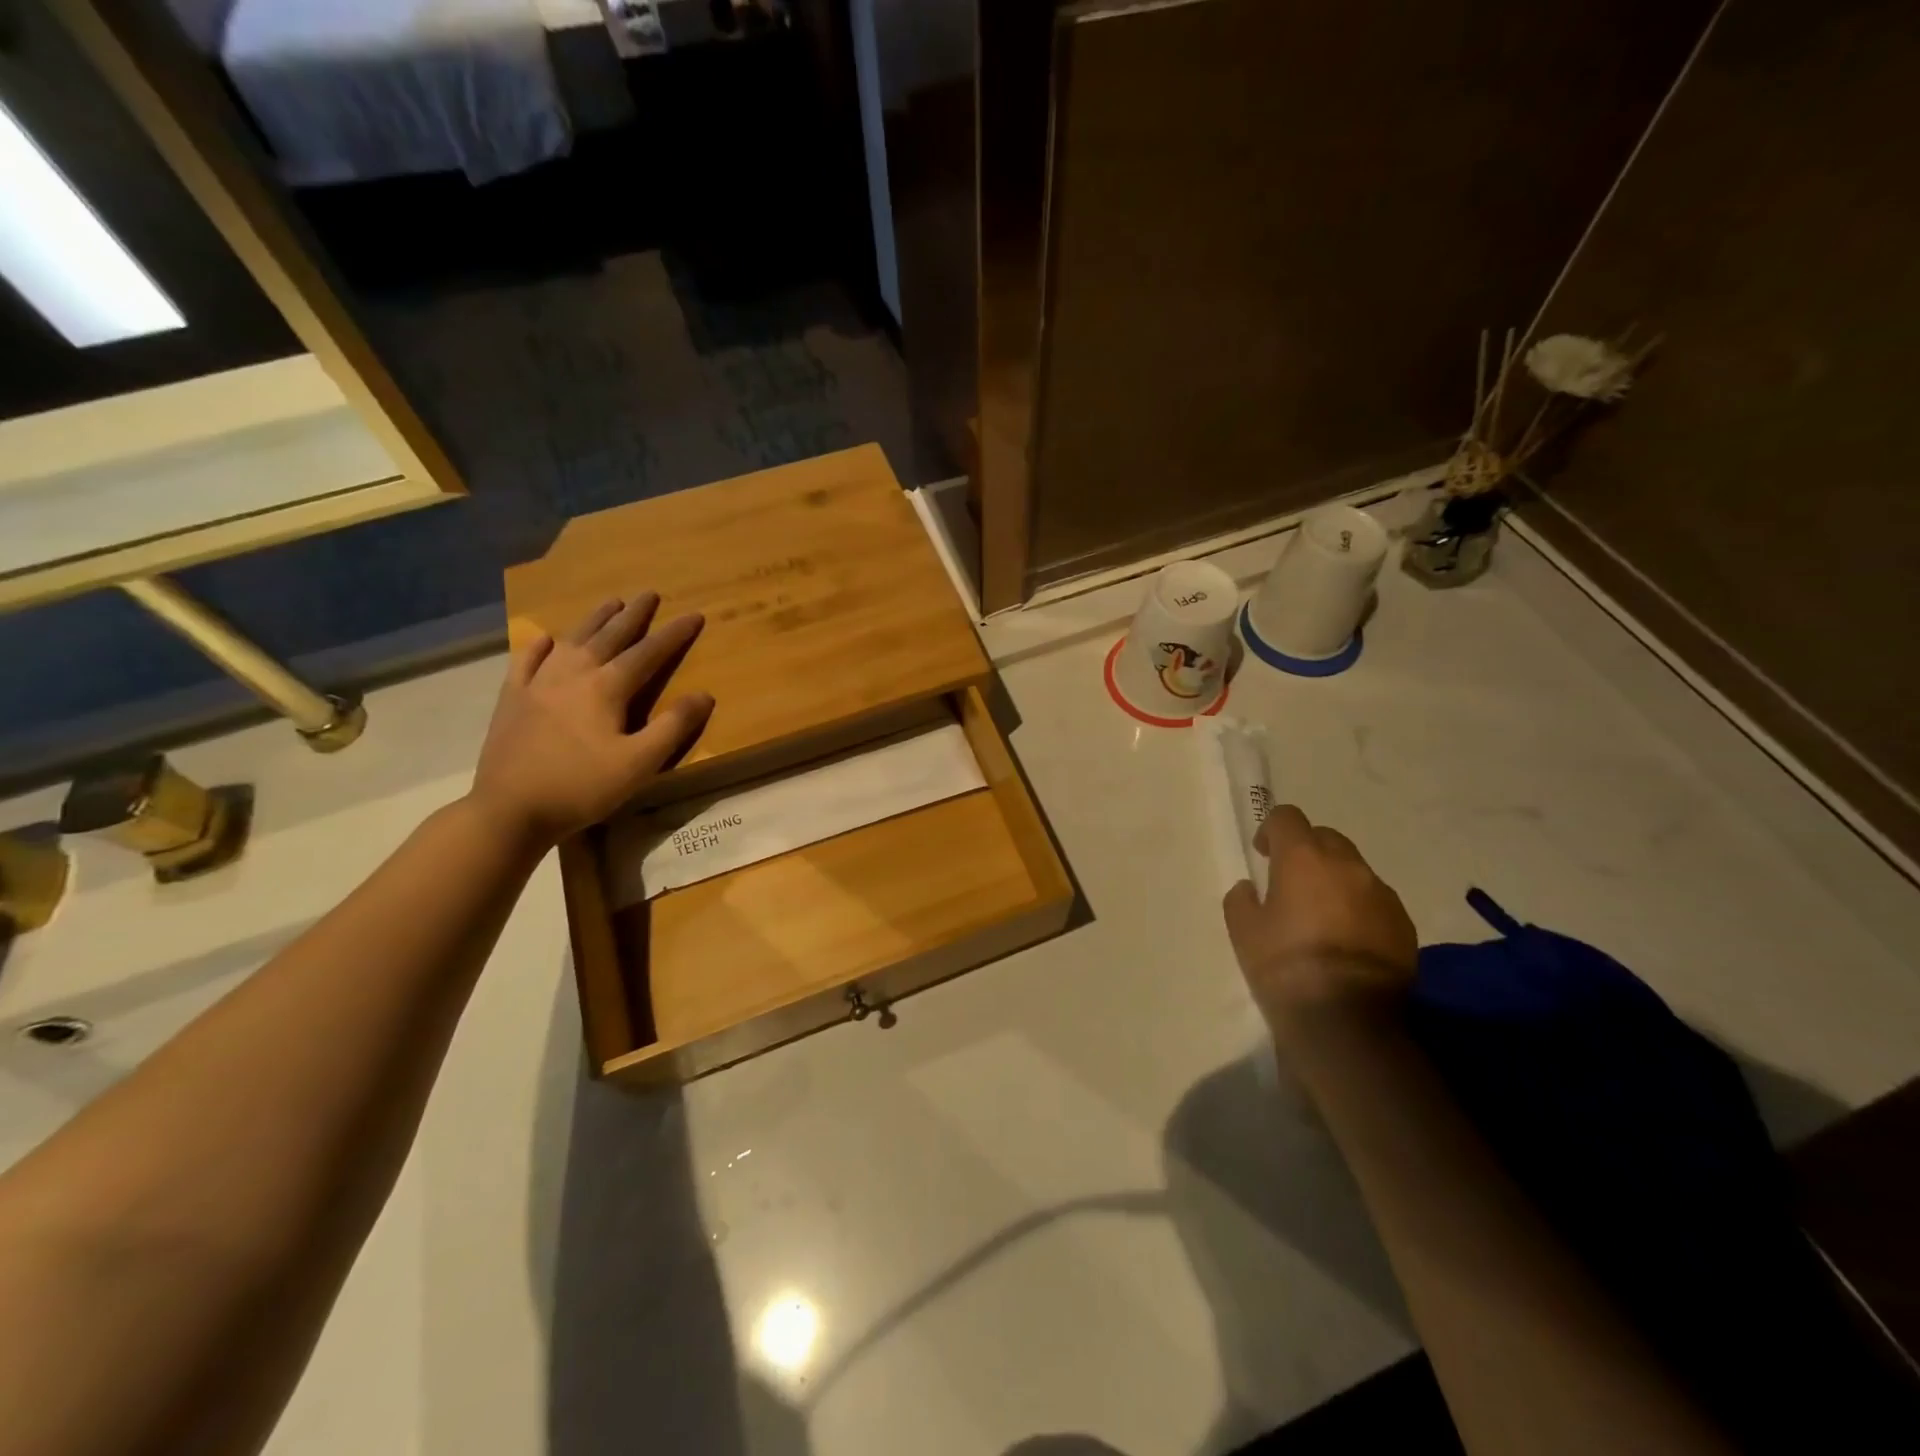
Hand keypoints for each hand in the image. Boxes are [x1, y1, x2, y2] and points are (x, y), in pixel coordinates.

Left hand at [469, 593, 713, 848]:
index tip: (694, 615)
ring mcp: (537, 684)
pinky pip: (526, 662)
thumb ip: (673, 727)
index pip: (648, 653)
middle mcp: (573, 674)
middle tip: (649, 593)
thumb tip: (704, 695)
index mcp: (606, 688)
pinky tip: (545, 639)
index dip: (674, 634)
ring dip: (594, 620)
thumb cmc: (582, 787)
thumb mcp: (640, 764)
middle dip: (633, 615)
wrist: (510, 810)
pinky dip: (539, 646)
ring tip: (610, 603)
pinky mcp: (512, 700)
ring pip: (571, 640)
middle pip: (609, 636)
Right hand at [1222, 807, 1417, 1038]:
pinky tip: (1347, 939)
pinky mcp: (1404, 924)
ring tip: (1323, 914)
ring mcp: (1381, 894)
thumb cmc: (1283, 965)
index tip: (1264, 854)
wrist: (1346, 1019)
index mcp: (1303, 858)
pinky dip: (1359, 907)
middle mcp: (1347, 865)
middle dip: (1308, 850)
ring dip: (1336, 880)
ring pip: (1355, 870)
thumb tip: (1252, 888)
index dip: (1272, 829)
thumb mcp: (1243, 930)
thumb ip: (1242, 898)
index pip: (1288, 817)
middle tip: (1292, 881)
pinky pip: (1376, 900)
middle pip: (1326, 837)